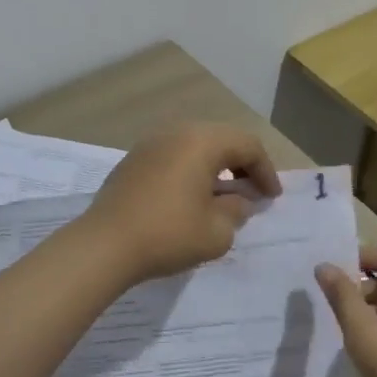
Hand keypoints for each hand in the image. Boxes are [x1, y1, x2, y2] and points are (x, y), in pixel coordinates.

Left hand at [79, 123, 281, 285]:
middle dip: (242, 164)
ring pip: (196, 145)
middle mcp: (177, 132)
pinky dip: (191, 169)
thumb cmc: (168, 234)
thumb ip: (236, 211)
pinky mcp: (134, 159)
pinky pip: (174, 155)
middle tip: (253, 191)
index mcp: (202, 141)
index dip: (266, 170)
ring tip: (225, 194)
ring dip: (216, 165)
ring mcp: (151, 143)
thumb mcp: (216, 231)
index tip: (272, 198)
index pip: (247, 145)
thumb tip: (238, 201)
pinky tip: (192, 195)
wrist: (105, 244)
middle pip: (222, 138)